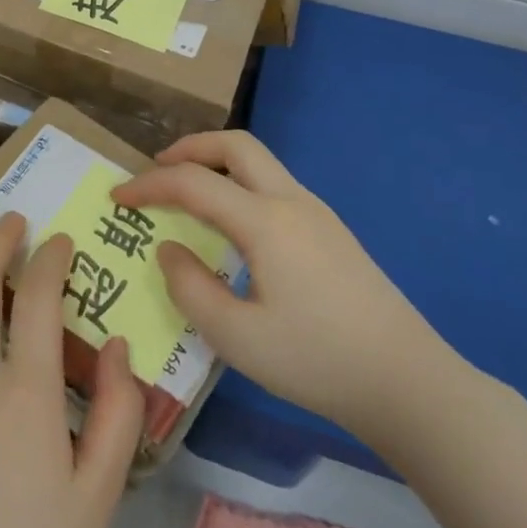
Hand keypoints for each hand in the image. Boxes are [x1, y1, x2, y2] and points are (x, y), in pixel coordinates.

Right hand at [110, 130, 464, 453]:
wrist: (409, 382)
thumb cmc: (317, 360)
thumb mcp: (238, 338)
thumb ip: (190, 288)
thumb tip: (168, 249)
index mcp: (265, 221)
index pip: (193, 183)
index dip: (149, 185)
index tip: (118, 198)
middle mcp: (292, 202)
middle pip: (235, 145)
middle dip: (190, 148)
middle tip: (157, 170)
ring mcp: (317, 213)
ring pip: (259, 162)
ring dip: (218, 164)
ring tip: (189, 194)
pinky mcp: (332, 232)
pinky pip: (274, 186)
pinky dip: (240, 185)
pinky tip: (232, 226)